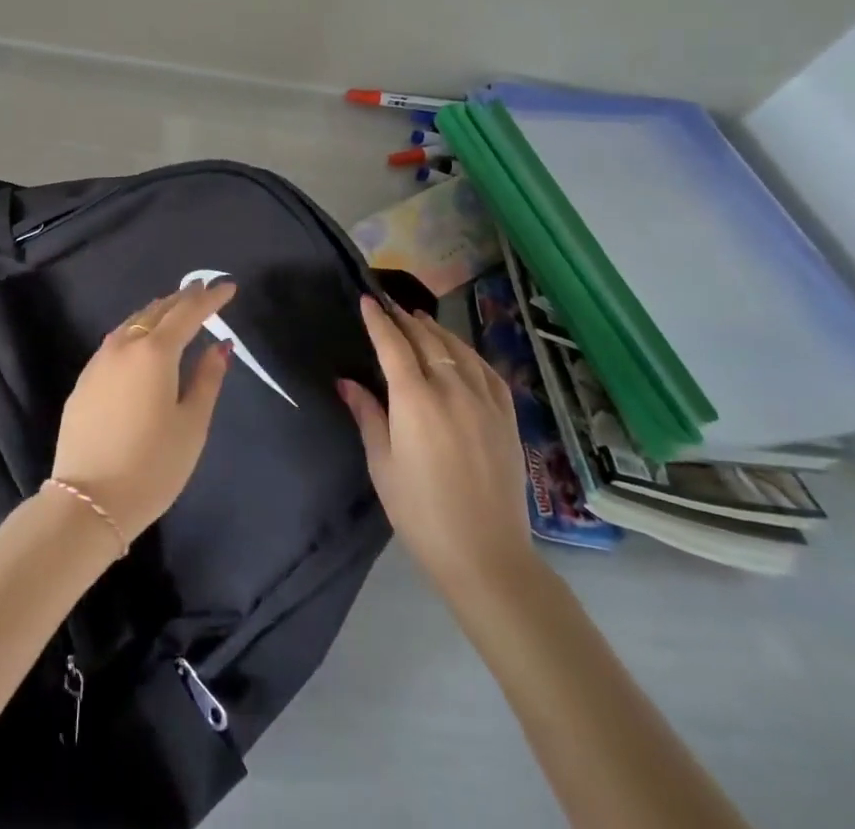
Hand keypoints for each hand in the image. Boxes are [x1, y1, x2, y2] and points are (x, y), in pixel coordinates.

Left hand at [50, 281, 234, 540]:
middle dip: (183, 299)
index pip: (188, 313)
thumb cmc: (152, 466)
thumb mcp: (192, 425)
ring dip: (157, 312)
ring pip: (132, 322)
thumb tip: (221, 346)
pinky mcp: (84, 381)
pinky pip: (116, 341)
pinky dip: (136, 330)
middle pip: (157, 311)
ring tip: (175, 308)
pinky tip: (141, 339)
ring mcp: (99, 362)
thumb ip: (207, 379)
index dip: (210, 299)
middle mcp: (124, 346)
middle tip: (203, 290)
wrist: (88, 501)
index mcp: (155, 352)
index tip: (228, 286)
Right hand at [338, 296, 537, 599]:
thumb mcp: (382, 464)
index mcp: (415, 400)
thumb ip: (368, 415)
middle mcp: (452, 390)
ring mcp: (485, 402)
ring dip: (437, 331)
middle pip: (427, 340)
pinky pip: (488, 372)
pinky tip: (462, 354)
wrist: (486, 555)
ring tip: (421, 321)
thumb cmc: (420, 512)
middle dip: (405, 320)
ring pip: (459, 350)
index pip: (393, 345)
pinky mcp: (507, 419)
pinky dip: (470, 354)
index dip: (379, 320)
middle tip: (390, 306)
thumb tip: (347, 382)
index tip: (367, 299)